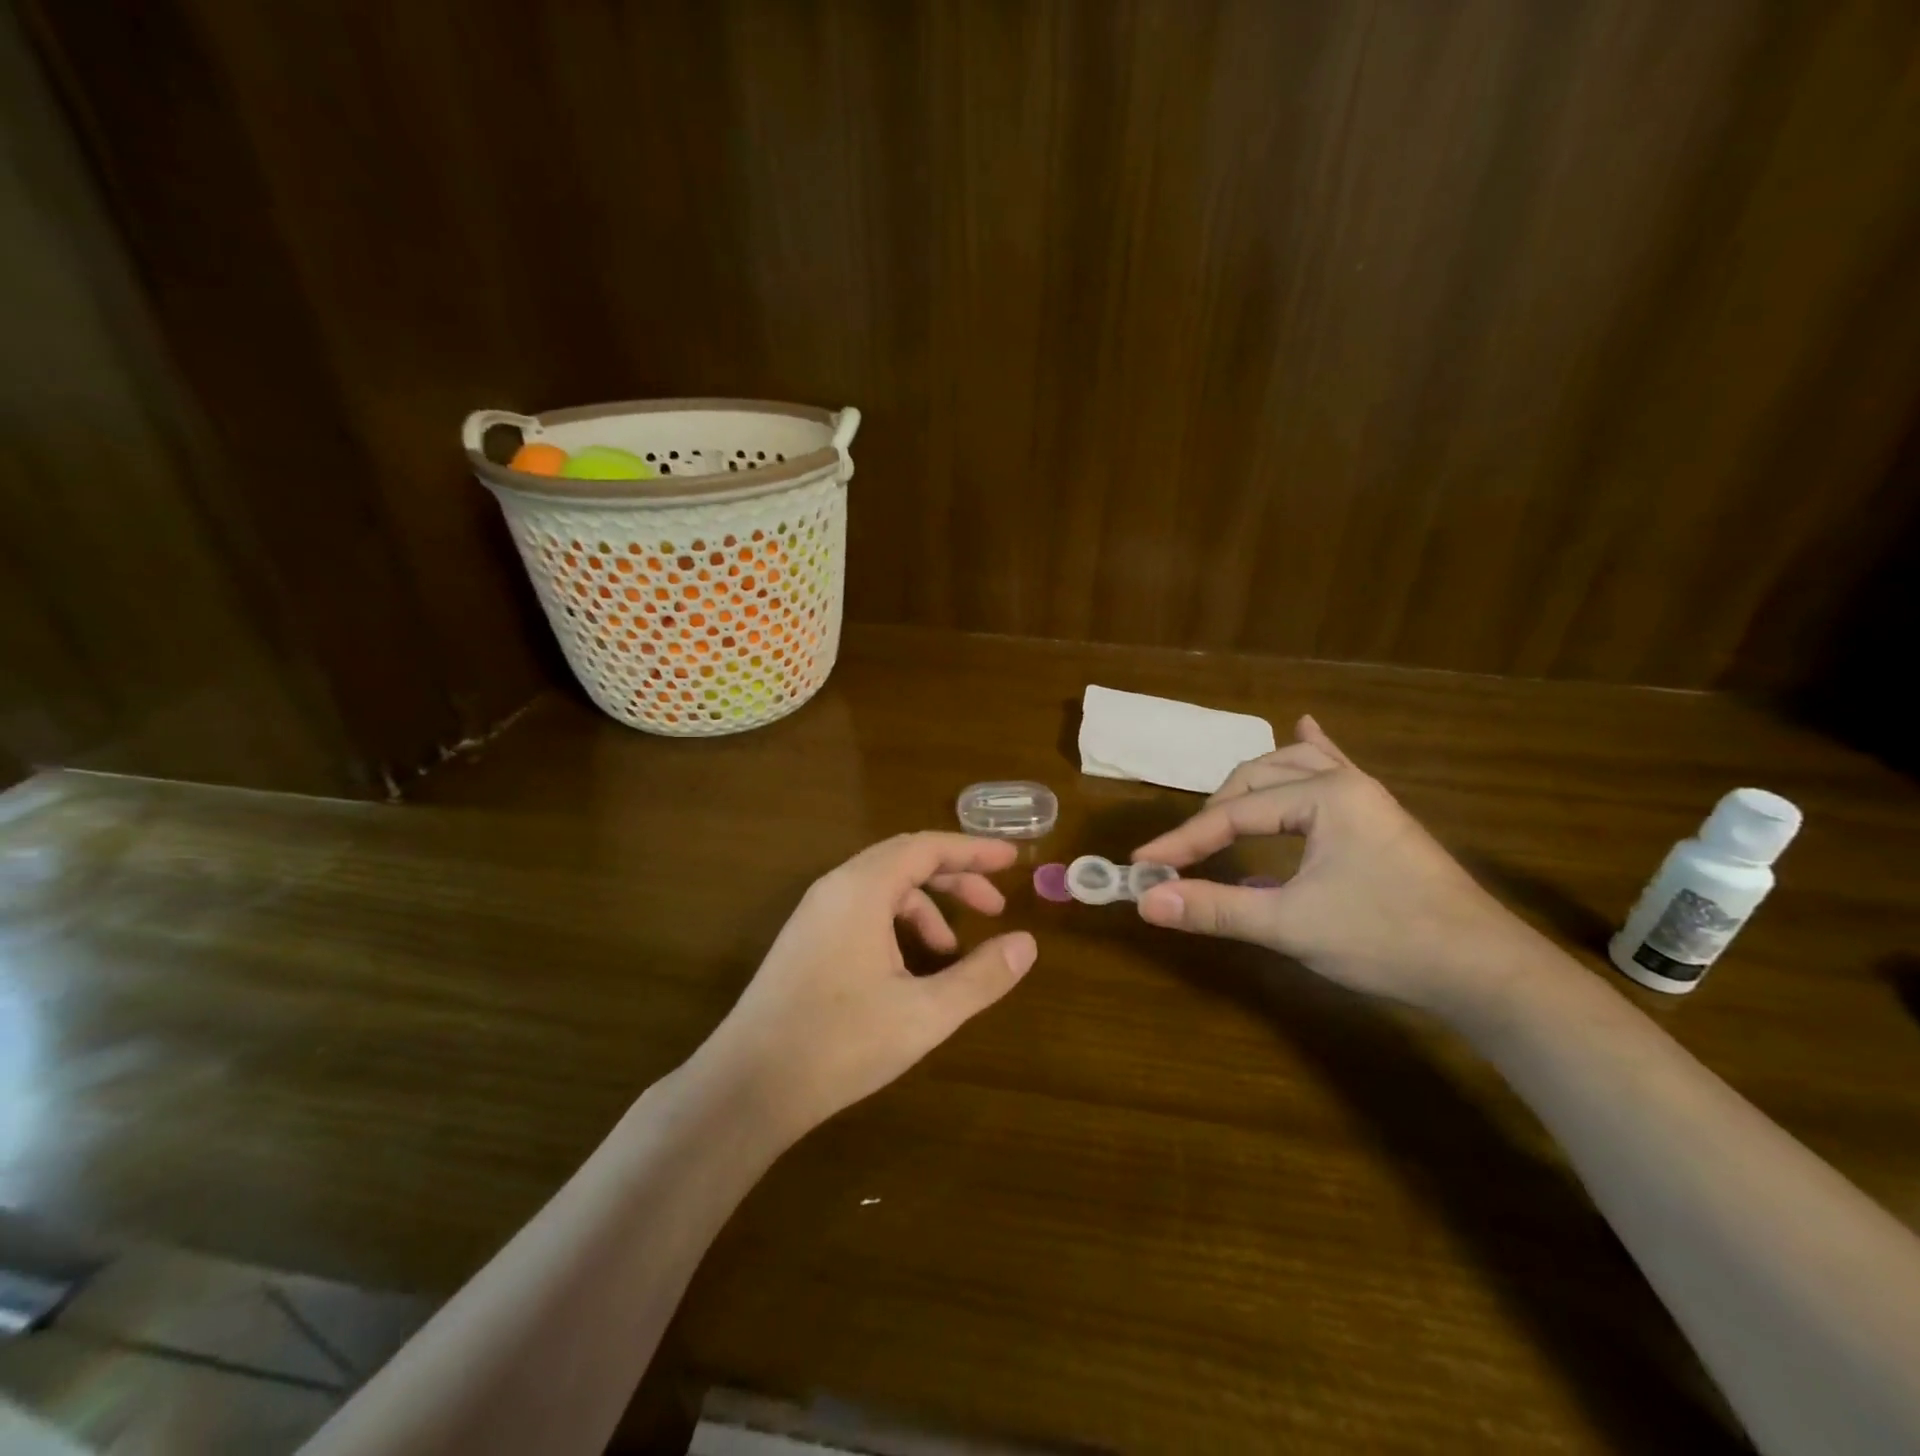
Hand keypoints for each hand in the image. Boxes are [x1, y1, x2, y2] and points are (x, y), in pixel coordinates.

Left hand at [696, 833, 1036, 1139]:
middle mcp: (835, 888)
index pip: (927, 847)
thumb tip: (1027, 945)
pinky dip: (897, 927)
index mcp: (862, 888)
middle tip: (995, 906)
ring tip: (951, 955)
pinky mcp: (805, 941)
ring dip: (926, 910)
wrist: (747, 1086)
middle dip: (955, 879)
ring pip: (883, 890)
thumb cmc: (840, 1042)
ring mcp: (814, 914)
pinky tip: (908, 972)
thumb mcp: (924, 1013)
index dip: (974, 850)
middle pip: (905, 862)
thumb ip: (981, 976)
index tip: (1012, 859)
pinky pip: (862, 912)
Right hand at [1131, 716, 1530, 1013]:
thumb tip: (1147, 900)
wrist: (1485, 972)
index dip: (1185, 840)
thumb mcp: (1290, 926)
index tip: (1145, 863)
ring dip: (1249, 789)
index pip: (1234, 813)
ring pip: (1292, 772)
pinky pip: (1336, 771)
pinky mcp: (1380, 819)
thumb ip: (1215, 909)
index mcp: (1325, 796)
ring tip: (1219, 808)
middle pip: (1257, 781)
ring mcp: (1368, 798)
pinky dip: (1309, 753)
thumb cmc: (1386, 940)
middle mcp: (1344, 783)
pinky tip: (1304, 727)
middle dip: (1215, 813)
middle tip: (1185, 852)